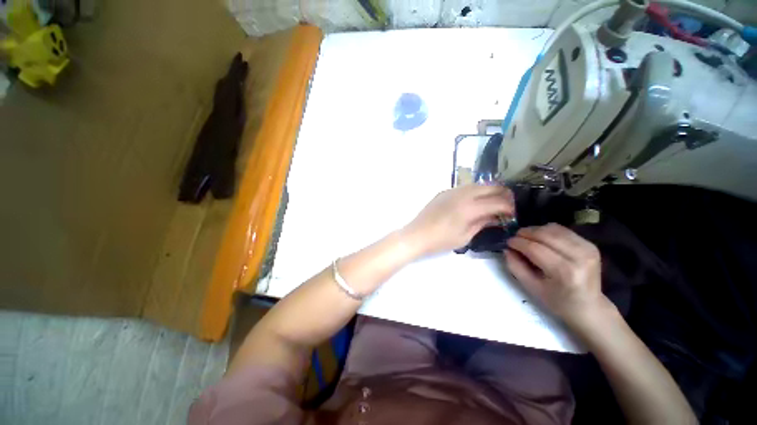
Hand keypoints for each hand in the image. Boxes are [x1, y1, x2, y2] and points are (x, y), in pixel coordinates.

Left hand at [402, 185, 514, 256]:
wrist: (417, 235)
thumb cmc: (441, 240)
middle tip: (507, 205)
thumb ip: (483, 223)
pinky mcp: (444, 191)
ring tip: (493, 202)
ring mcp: (452, 190)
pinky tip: (475, 201)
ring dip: (489, 190)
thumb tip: (497, 216)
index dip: (509, 207)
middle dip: (504, 194)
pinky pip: (465, 187)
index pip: (498, 201)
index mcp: (470, 207)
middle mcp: (463, 194)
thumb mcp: (465, 236)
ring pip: (478, 184)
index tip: (513, 214)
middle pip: (491, 186)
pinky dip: (475, 191)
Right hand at [504, 223, 611, 330]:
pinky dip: (547, 231)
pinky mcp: (590, 245)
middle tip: (515, 238)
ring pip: (553, 229)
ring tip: (526, 238)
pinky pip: (562, 230)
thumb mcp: (531, 287)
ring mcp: (587, 249)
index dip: (518, 242)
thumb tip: (507, 249)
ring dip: (535, 230)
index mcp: (565, 272)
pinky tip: (541, 239)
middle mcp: (579, 257)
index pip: (535, 248)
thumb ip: (516, 267)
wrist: (588, 307)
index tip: (507, 242)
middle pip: (545, 234)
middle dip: (525, 233)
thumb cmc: (557, 301)